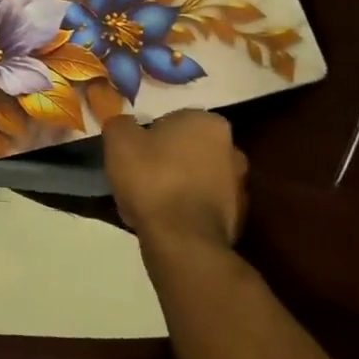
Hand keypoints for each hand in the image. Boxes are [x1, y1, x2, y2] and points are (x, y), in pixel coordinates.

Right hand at [102, 111, 247, 253]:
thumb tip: (124, 124)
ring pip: (196, 178)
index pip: (173, 120)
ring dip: (178, 184)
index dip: (149, 134)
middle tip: (141, 173)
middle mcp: (232, 149)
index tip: (134, 150)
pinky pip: (202, 205)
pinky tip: (163, 219)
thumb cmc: (152, 178)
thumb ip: (121, 123)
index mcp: (208, 123)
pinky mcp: (237, 219)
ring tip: (149, 200)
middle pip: (188, 149)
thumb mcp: (119, 140)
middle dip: (168, 158)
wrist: (182, 239)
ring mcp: (239, 186)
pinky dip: (185, 209)